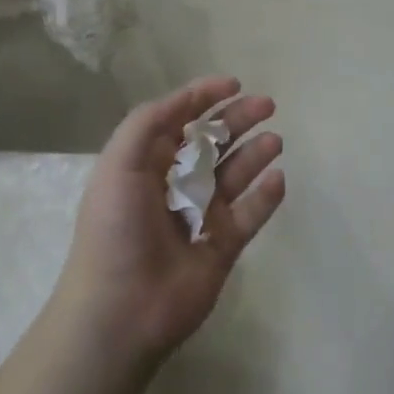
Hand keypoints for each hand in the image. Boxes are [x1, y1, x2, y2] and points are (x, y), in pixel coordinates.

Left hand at [57, 76, 284, 364]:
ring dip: (255, 154)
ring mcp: (201, 216)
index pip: (180, 120)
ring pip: (235, 175)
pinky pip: (250, 215)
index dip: (205, 98)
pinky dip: (266, 196)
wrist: (121, 310)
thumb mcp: (119, 162)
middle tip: (268, 105)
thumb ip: (149, 122)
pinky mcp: (222, 247)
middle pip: (214, 143)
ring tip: (274, 140)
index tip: (235, 83)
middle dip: (238, 120)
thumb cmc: (116, 229)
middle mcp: (175, 185)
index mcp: (147, 163)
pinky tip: (277, 178)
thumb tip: (187, 100)